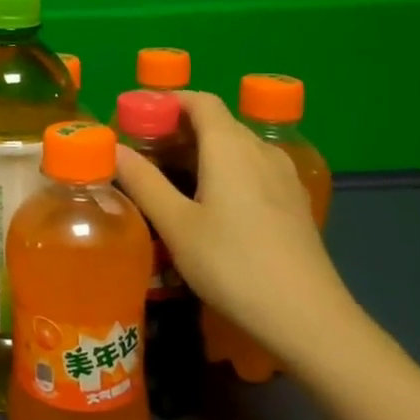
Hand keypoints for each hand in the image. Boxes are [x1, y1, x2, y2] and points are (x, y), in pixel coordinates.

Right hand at [115, 90, 360, 367]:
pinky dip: (225, 169)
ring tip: (169, 177)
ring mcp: (283, 176)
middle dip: (178, 128)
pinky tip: (210, 202)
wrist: (308, 318)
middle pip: (217, 122)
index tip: (136, 118)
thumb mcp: (176, 225)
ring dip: (201, 150)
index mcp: (230, 147)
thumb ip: (143, 181)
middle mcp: (260, 150)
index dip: (167, 101)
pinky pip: (253, 168)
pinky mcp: (293, 201)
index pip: (200, 101)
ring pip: (236, 146)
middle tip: (142, 152)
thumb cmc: (232, 264)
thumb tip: (112, 147)